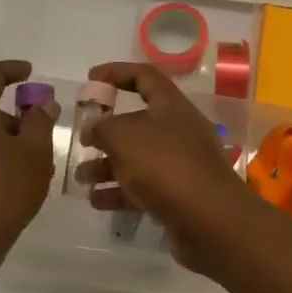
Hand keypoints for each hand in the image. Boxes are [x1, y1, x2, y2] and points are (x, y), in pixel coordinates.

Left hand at [0, 60, 59, 268]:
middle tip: (41, 131)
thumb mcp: (35, 153)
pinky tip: (11, 182)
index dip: (11, 70)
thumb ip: (40, 122)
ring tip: (32, 165)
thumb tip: (41, 104)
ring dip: (4, 139)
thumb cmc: (3, 191)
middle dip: (14, 114)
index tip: (30, 73)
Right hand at [78, 62, 259, 271]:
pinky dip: (119, 191)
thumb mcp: (124, 137)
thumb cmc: (165, 165)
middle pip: (137, 121)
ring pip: (137, 157)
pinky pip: (143, 187)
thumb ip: (103, 127)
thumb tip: (94, 128)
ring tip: (81, 178)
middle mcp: (178, 130)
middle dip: (106, 131)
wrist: (210, 219)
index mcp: (171, 105)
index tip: (90, 80)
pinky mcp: (179, 194)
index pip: (144, 76)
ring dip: (107, 166)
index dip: (116, 72)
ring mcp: (180, 163)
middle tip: (82, 141)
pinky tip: (96, 201)